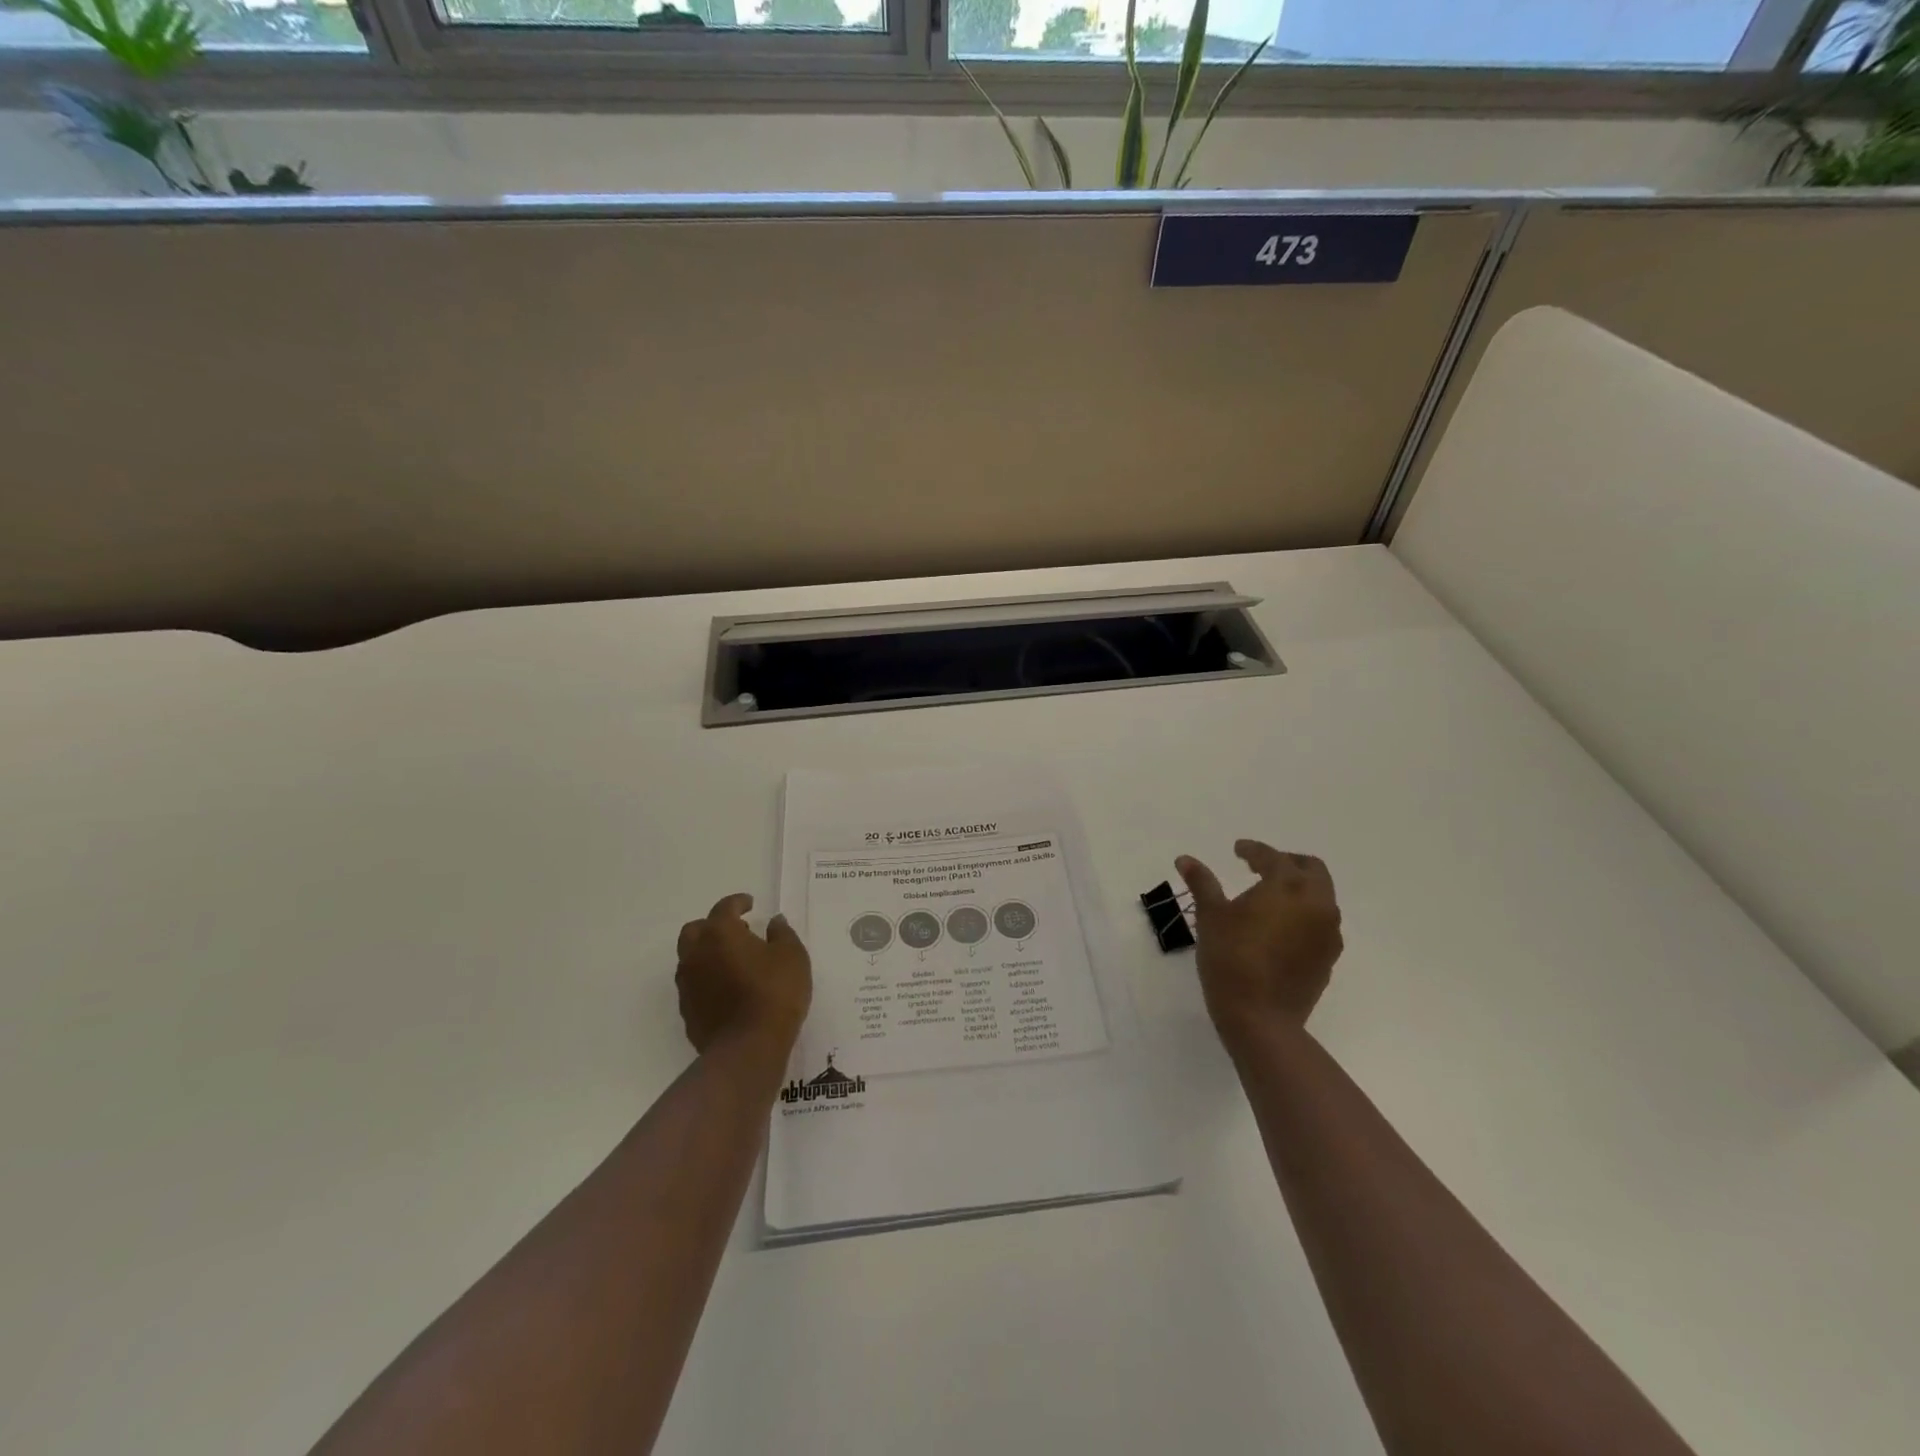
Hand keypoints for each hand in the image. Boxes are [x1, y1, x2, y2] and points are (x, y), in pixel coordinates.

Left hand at [675, 894, 811, 1055]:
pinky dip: (707, 978)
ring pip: (690, 957)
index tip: (751, 904)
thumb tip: (774, 921)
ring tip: (734, 961)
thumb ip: (782, 933)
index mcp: (720, 933)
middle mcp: (696, 954)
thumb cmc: (774, 992)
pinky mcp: (687, 1010)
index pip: (724, 908)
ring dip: (708, 952)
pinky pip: (694, 983)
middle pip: (696, 929)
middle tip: (738, 931)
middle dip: (713, 925)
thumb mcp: (792, 956)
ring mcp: (688, 983)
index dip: (738, 902)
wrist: (748, 1047)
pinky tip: (727, 988)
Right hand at [1176, 841, 1342, 1043]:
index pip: (1272, 857)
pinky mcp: (1329, 957)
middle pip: (1311, 869)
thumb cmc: (1231, 958)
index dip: (1253, 850)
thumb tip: (1185, 859)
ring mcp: (1328, 932)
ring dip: (1299, 888)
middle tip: (1261, 866)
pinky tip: (1280, 926)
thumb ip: (1202, 882)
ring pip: (1321, 896)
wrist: (1261, 1018)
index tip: (1237, 850)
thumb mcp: (1211, 916)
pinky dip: (1304, 914)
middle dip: (1287, 862)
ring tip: (1270, 897)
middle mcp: (1316, 903)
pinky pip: (1321, 923)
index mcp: (1287, 886)